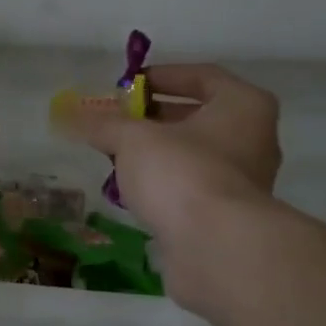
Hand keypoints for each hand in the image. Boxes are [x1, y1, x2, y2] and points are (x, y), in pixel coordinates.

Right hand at [66, 63, 281, 243]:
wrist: (216, 249)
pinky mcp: (228, 216)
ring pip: (193, 155)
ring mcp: (244, 181)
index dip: (162, 76)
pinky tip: (133, 191)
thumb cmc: (182, 173)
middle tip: (117, 120)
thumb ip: (104, 124)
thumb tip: (72, 116)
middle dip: (154, 117)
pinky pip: (191, 188)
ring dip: (156, 153)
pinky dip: (164, 185)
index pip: (203, 76)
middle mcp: (253, 139)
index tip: (128, 85)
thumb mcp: (133, 139)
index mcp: (243, 106)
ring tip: (116, 155)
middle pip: (197, 117)